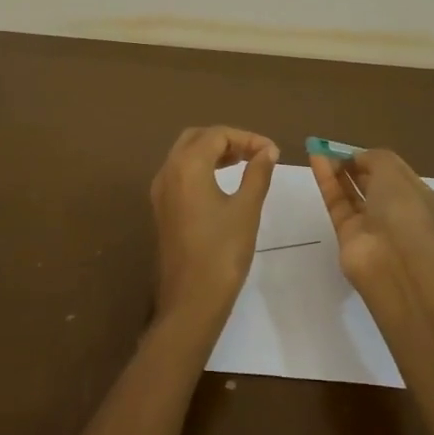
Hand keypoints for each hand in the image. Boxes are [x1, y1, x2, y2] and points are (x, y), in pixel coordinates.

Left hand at [149, 126, 278, 328]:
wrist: (191, 300)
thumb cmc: (223, 252)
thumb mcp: (246, 208)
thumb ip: (258, 173)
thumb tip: (268, 151)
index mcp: (187, 166)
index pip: (217, 135)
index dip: (248, 138)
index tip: (272, 152)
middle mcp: (168, 171)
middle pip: (197, 138)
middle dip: (227, 140)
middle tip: (256, 153)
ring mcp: (161, 191)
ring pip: (185, 155)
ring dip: (213, 152)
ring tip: (244, 163)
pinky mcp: (162, 208)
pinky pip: (180, 173)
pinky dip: (201, 168)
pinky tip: (222, 182)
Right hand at [309, 148, 433, 299]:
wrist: (392, 260)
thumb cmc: (402, 208)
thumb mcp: (392, 170)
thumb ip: (373, 157)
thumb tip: (356, 159)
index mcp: (420, 197)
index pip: (396, 172)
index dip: (375, 158)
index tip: (355, 148)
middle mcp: (397, 211)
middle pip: (372, 182)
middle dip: (355, 165)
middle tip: (333, 149)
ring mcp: (372, 225)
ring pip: (352, 193)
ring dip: (338, 171)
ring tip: (320, 149)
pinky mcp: (348, 235)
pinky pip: (337, 202)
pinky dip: (327, 181)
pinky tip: (315, 159)